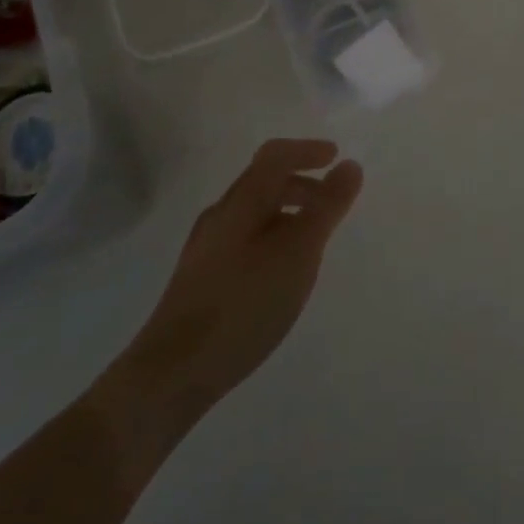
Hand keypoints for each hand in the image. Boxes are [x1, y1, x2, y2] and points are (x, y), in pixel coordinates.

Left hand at [116, 139, 363, 416]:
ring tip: (311, 243)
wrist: (172, 372)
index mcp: (242, 200)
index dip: (306, 150)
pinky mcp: (199, 280)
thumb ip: (327, 207)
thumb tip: (350, 165)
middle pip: (263, 182)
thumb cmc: (243, 303)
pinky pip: (243, 240)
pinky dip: (270, 239)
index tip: (335, 156)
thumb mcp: (298, 252)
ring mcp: (205, 248)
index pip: (275, 155)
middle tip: (331, 204)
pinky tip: (278, 275)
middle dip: (301, 184)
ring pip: (253, 214)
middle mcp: (221, 214)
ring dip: (286, 214)